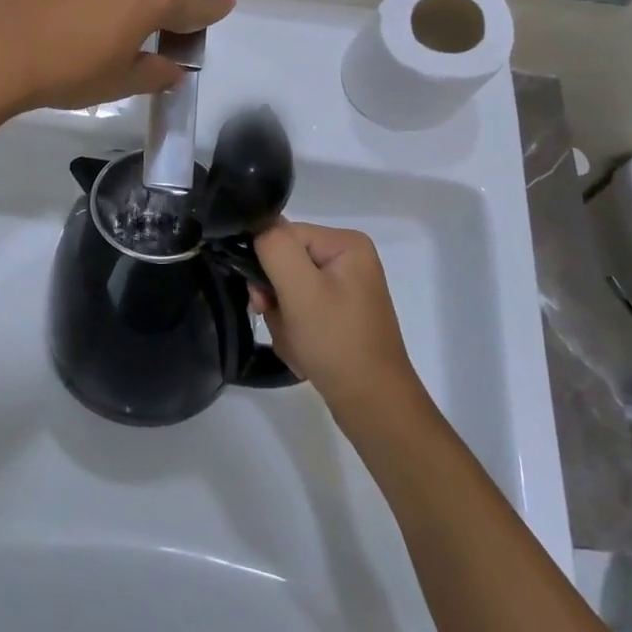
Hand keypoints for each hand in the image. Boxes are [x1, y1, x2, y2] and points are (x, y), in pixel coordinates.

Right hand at [250, 223, 422, 419]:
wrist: (373, 406)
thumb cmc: (337, 343)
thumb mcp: (300, 290)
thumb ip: (274, 247)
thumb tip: (258, 225)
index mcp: (346, 243)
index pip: (284, 236)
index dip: (267, 266)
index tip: (263, 300)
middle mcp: (349, 259)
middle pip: (286, 263)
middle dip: (276, 297)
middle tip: (283, 325)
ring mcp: (346, 289)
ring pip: (289, 290)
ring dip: (283, 318)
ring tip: (296, 343)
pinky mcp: (341, 314)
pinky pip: (301, 310)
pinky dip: (295, 331)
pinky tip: (304, 351)